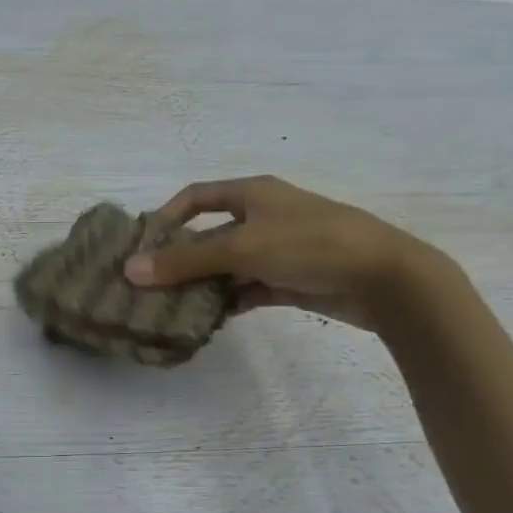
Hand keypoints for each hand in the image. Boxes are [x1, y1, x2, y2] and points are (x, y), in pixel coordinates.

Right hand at [123, 175, 440, 331]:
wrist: (382, 277)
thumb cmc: (308, 244)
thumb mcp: (241, 248)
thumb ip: (185, 261)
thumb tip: (130, 270)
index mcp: (252, 193)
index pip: (197, 196)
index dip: (167, 216)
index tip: (142, 245)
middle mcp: (263, 217)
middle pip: (210, 235)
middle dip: (180, 259)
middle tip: (149, 286)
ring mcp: (278, 250)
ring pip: (228, 266)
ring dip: (203, 284)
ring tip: (171, 308)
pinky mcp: (291, 280)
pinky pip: (248, 289)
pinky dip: (229, 301)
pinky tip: (208, 319)